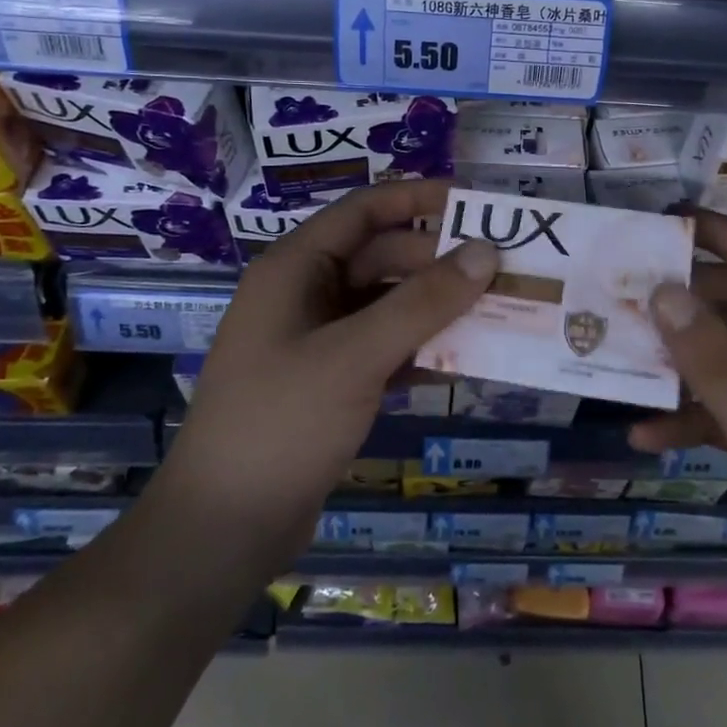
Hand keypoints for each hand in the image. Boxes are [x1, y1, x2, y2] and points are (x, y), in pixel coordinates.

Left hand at [160, 179, 495, 573]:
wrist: (224, 528)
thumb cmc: (281, 424)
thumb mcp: (355, 356)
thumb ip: (422, 302)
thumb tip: (486, 252)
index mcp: (294, 268)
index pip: (364, 211)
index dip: (418, 198)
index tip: (476, 202)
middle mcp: (304, 295)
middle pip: (382, 258)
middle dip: (439, 263)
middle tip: (503, 270)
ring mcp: (317, 341)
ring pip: (387, 306)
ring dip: (436, 309)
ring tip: (497, 312)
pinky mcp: (330, 382)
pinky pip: (385, 348)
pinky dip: (421, 350)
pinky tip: (464, 363)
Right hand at [633, 210, 726, 658]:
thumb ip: (717, 365)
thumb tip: (664, 291)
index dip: (724, 236)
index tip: (666, 220)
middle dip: (685, 303)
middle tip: (620, 297)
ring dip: (678, 360)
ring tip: (618, 358)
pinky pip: (725, 409)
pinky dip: (687, 415)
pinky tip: (643, 437)